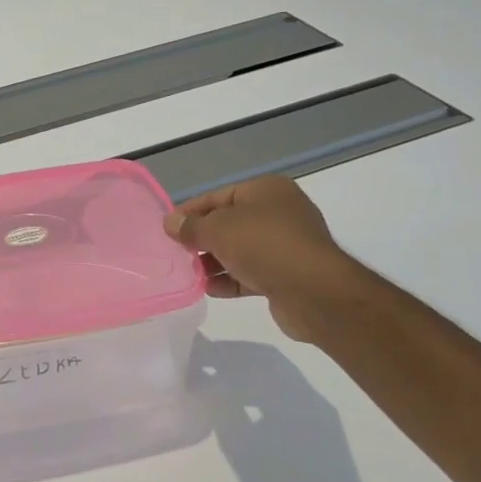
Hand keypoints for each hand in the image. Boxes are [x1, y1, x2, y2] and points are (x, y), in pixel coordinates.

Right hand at [162, 175, 370, 342]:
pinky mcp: (288, 274)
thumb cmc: (262, 245)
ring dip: (214, 261)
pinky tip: (210, 289)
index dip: (191, 211)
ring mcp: (286, 245)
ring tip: (191, 273)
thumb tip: (169, 222)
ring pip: (240, 250)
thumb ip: (190, 226)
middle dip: (202, 239)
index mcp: (267, 190)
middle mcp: (280, 212)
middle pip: (229, 223)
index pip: (218, 196)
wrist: (313, 291)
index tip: (168, 228)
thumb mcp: (217, 229)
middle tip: (177, 252)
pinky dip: (231, 279)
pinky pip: (252, 272)